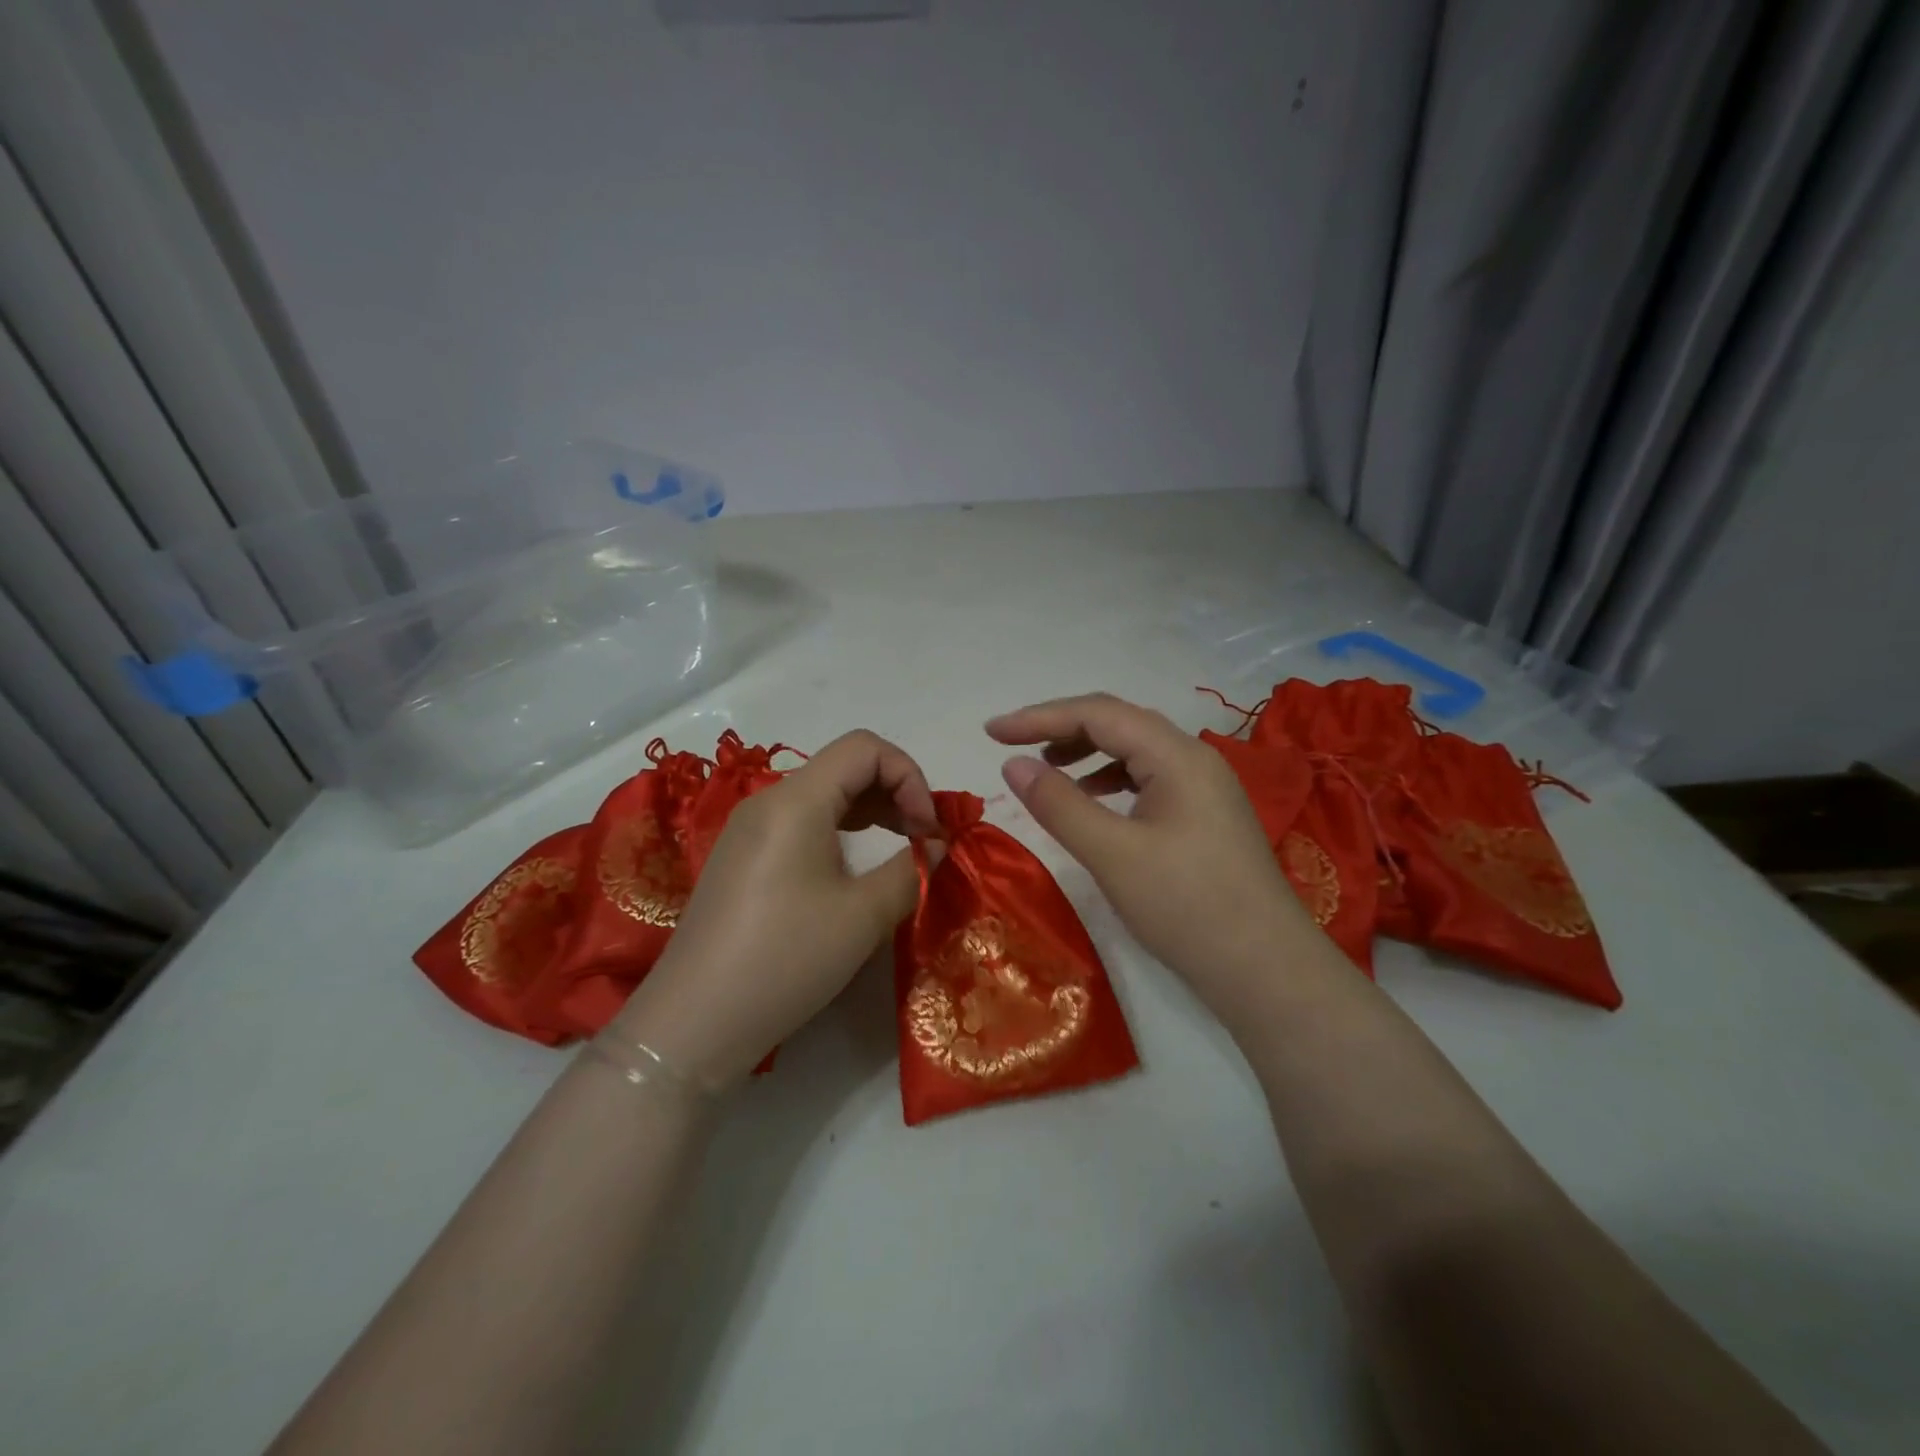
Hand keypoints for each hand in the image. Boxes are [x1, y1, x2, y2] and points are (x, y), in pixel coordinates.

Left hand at [612, 730, 938, 1087]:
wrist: (693, 1022)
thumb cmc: (785, 960)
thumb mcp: (863, 916)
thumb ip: (911, 869)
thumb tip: (936, 845)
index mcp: (795, 800)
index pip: (865, 748)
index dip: (910, 775)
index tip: (929, 828)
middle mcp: (768, 801)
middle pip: (844, 766)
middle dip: (895, 792)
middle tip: (924, 840)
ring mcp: (750, 830)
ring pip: (824, 795)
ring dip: (871, 811)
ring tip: (901, 848)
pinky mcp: (743, 858)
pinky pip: (802, 823)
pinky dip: (841, 830)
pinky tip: (856, 866)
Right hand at [987, 692, 1321, 1029]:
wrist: (1265, 969)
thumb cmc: (1187, 907)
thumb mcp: (1113, 855)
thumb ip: (1060, 804)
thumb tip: (1014, 765)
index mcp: (1176, 755)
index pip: (1098, 714)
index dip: (1039, 717)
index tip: (992, 733)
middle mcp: (1193, 759)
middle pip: (1118, 723)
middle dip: (1061, 728)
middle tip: (1012, 744)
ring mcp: (1203, 787)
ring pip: (1134, 750)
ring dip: (1086, 752)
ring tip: (1046, 769)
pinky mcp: (1203, 816)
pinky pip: (1147, 778)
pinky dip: (1110, 780)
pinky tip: (1092, 800)